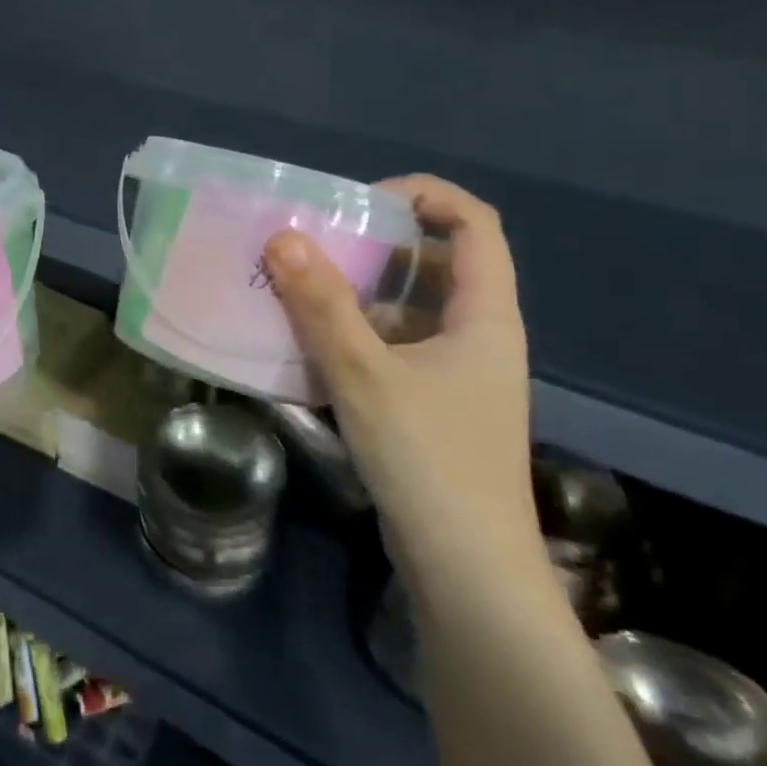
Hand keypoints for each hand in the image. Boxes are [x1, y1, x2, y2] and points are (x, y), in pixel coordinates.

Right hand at [264, 175, 538, 584]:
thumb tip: (282, 236)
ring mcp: (457, 374)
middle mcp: (477, 336)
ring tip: (297, 287)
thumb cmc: (427, 459)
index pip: (474, 225)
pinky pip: (393, 347)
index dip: (424, 196)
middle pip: (437, 263)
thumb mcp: (364, 373)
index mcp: (484, 316)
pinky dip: (353, 333)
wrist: (466, 569)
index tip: (359, 202)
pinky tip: (307, 345)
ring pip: (409, 308)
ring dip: (356, 291)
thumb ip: (321, 304)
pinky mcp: (433, 405)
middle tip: (315, 242)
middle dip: (376, 243)